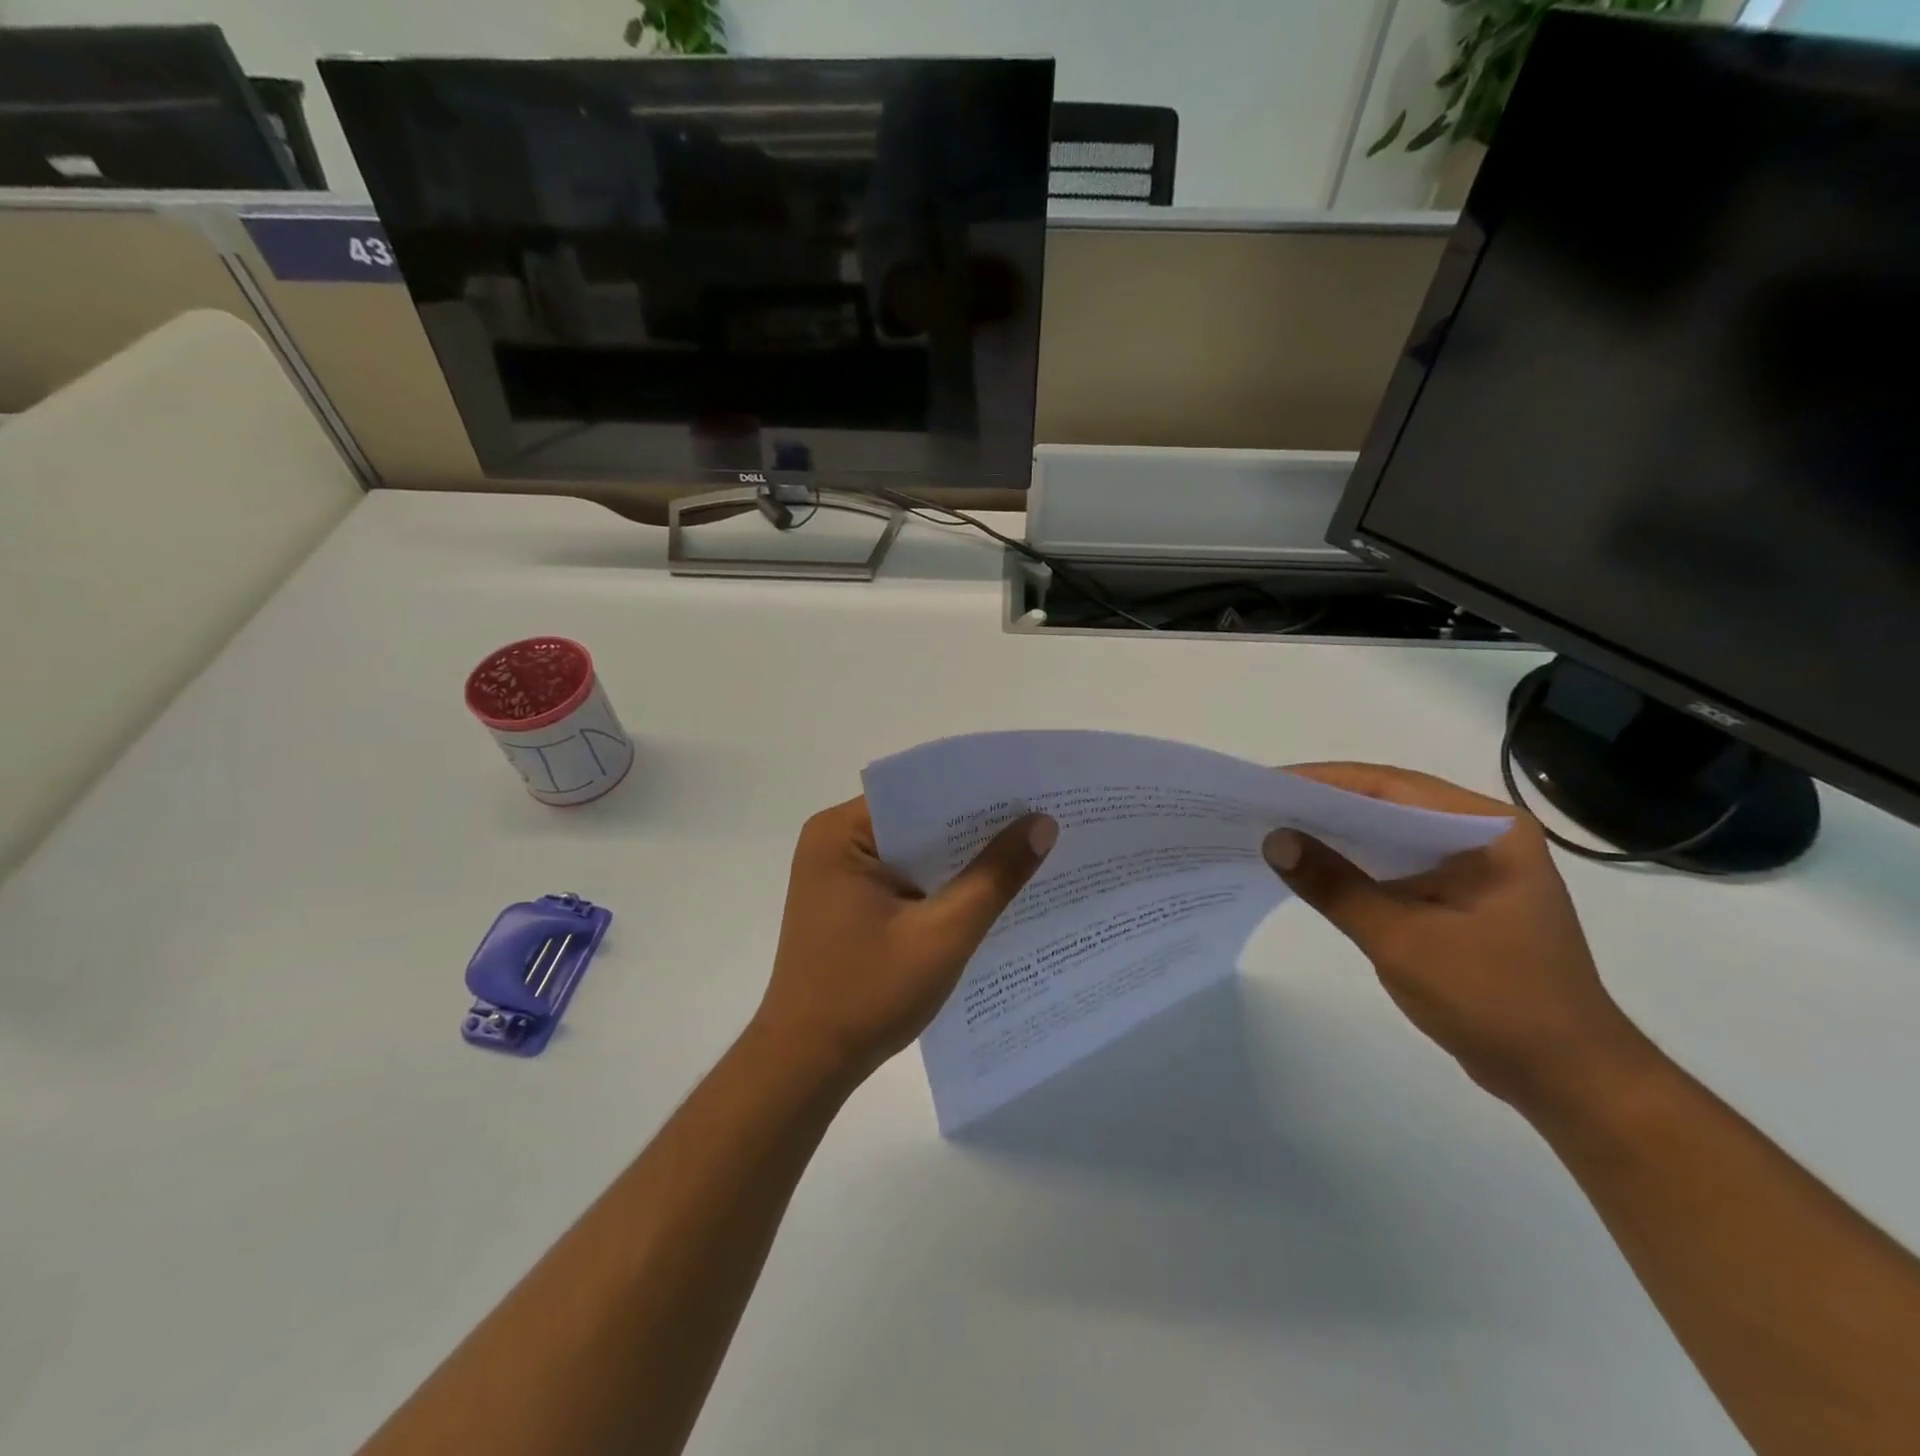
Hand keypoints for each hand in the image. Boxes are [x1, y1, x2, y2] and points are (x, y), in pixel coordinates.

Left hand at [753, 799, 1057, 1091]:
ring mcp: (838, 873)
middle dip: (975, 828)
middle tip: (1044, 822)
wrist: (805, 1066)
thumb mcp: (942, 935)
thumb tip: (1043, 824)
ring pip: (914, 850)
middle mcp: (834, 840)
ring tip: (1028, 852)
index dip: (978, 794)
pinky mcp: (847, 901)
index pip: (920, 793)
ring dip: (959, 859)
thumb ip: (994, 877)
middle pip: (918, 820)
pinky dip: (939, 885)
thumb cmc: (867, 995)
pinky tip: (985, 893)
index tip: (1034, 793)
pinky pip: (903, 877)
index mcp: (842, 832)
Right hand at [1265, 763, 1653, 1113]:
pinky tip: (1314, 871)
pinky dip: (1356, 866)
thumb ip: (1335, 886)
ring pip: (1390, 836)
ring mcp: (1473, 868)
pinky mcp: (1461, 898)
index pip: (1391, 787)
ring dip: (1337, 836)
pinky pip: (1397, 867)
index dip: (1323, 781)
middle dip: (1324, 806)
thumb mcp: (1403, 940)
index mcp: (1488, 830)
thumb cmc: (1496, 1001)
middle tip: (1260, 807)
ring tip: (1274, 832)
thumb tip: (1273, 840)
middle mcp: (1483, 836)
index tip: (1266, 784)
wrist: (1568, 1080)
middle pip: (1389, 805)